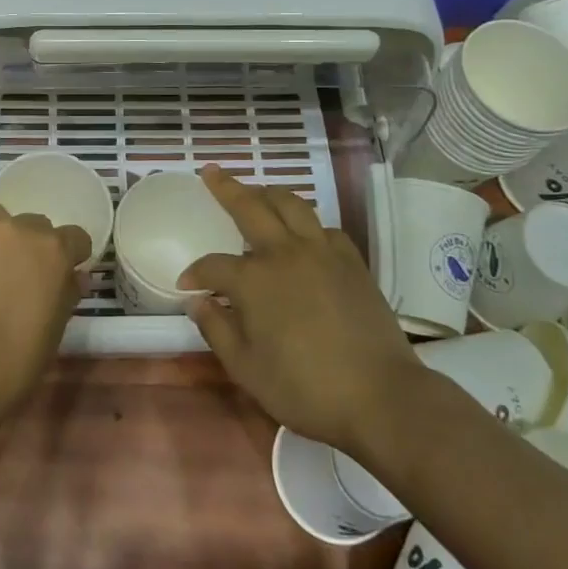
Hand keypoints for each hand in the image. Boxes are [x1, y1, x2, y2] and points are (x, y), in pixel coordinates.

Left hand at [0, 206, 89, 436]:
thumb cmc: (11, 367)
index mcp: (54, 252)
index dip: (70, 257)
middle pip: (33, 225)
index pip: (75, 238)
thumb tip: (75, 277)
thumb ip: (66, 296)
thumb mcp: (53, 335)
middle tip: (16, 280)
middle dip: (29, 248)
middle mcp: (19, 230)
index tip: (60, 277)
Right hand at [178, 167, 419, 458]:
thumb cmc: (305, 389)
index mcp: (254, 280)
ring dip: (268, 193)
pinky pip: (324, 227)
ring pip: (291, 204)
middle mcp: (285, 253)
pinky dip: (307, 222)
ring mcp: (322, 252)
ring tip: (257, 190)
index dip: (196, 272)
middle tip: (210, 172)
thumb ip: (217, 330)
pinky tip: (303, 233)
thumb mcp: (247, 370)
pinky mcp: (351, 261)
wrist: (380, 396)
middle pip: (250, 207)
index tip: (187, 284)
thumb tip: (196, 302)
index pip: (214, 266)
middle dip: (225, 188)